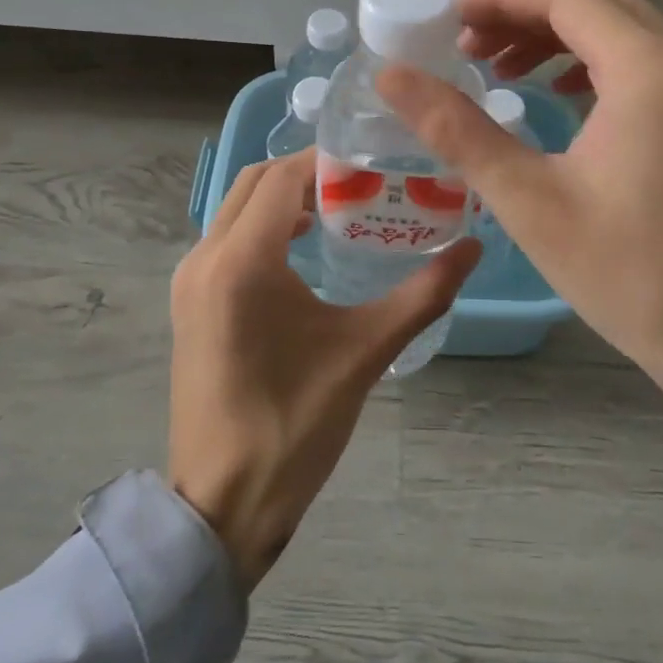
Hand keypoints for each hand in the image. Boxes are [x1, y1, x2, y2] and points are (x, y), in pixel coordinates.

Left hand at [168, 153, 479, 588]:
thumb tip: (473, 248)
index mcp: (242, 262)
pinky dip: (263, 224)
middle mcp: (205, 257)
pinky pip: (227, 237)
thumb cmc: (293, 426)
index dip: (327, 160)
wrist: (221, 502)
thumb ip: (422, 295)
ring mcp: (190, 280)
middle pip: (255, 182)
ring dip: (283, 197)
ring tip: (339, 208)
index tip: (374, 160)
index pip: (283, 178)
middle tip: (361, 181)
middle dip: (306, 172)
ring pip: (237, 207)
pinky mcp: (189, 300)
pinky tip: (303, 247)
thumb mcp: (365, 353)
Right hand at [378, 0, 662, 545]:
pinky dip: (591, 56)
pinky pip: (643, 54)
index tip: (446, 24)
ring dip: (556, 32)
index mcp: (648, 70)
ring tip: (501, 70)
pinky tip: (556, 94)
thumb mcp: (528, 200)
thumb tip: (391, 76)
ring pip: (621, 22)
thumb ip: (456, 128)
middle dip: (524, 10)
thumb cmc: (627, 275)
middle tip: (468, 49)